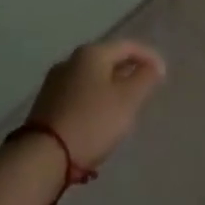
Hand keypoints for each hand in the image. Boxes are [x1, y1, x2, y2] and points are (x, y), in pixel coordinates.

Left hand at [27, 40, 166, 168]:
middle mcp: (71, 60)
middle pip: (108, 60)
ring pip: (92, 78)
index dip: (149, 57)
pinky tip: (99, 118)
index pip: (128, 46)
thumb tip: (154, 67)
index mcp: (92, 53)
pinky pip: (79, 94)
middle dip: (128, 72)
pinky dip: (94, 100)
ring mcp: (55, 82)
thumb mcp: (128, 99)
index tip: (163, 75)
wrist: (42, 158)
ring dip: (111, 88)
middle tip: (145, 89)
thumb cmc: (92, 122)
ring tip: (124, 107)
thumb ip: (145, 78)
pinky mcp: (45, 105)